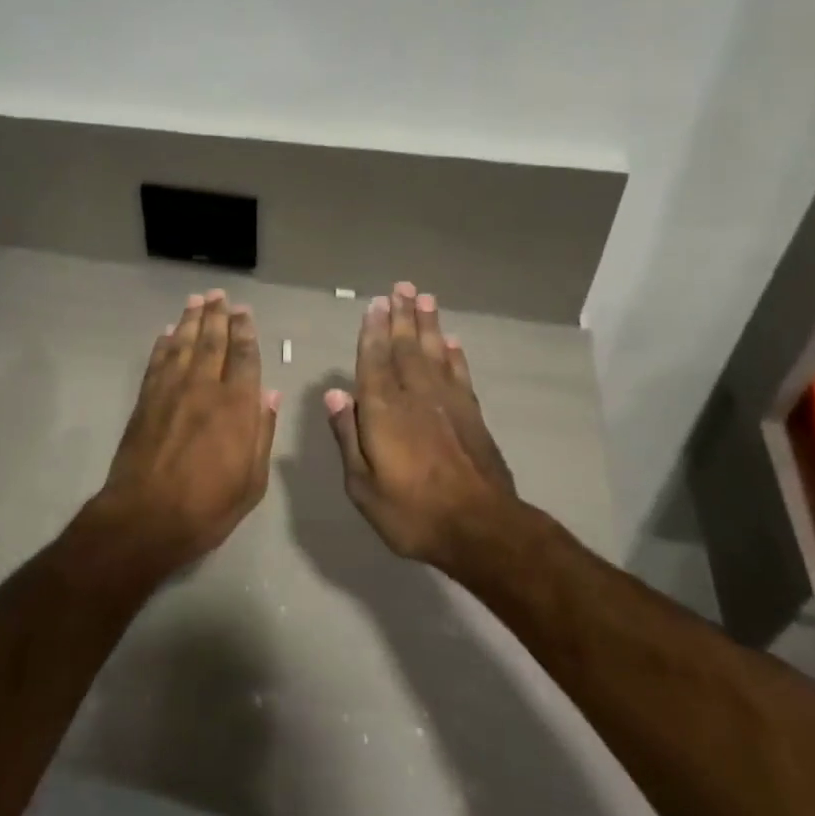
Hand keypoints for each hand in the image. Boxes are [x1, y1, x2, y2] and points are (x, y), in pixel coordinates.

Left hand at [92, 290, 280, 577]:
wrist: (145, 517)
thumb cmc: (207, 506)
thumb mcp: (252, 480)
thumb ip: (262, 432)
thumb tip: (270, 393)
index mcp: (235, 405)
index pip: (243, 356)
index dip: (245, 331)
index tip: (245, 312)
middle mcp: (203, 388)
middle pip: (212, 341)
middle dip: (218, 316)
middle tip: (220, 295)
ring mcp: (170, 391)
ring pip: (183, 344)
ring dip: (191, 320)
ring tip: (197, 300)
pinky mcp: (145, 400)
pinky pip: (157, 362)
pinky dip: (164, 343)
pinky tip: (168, 332)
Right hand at [324, 282, 519, 572]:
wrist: (480, 528)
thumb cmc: (411, 511)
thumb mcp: (363, 485)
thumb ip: (348, 436)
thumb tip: (334, 394)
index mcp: (383, 410)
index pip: (374, 359)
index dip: (373, 330)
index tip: (375, 303)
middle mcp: (415, 395)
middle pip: (406, 346)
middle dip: (402, 315)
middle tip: (402, 287)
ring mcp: (447, 402)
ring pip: (434, 352)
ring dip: (428, 325)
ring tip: (425, 299)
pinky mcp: (472, 415)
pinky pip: (460, 374)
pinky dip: (455, 355)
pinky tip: (452, 342)